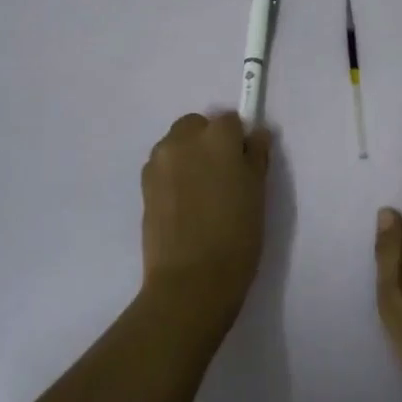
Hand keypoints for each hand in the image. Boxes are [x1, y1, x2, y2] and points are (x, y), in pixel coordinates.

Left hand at [140, 111, 271, 331]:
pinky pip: (163, 166)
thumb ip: (256, 155)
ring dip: (189, 155)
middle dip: (209, 141)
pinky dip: (174, 174)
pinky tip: (184, 205)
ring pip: (177, 144)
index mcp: (217, 137)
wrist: (191, 280)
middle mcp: (183, 140)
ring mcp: (159, 161)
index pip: (231, 120)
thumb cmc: (236, 236)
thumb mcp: (258, 193)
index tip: (244, 164)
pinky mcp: (143, 184)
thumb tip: (254, 135)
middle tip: (223, 176)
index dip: (239, 140)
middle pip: (197, 125)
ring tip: (201, 193)